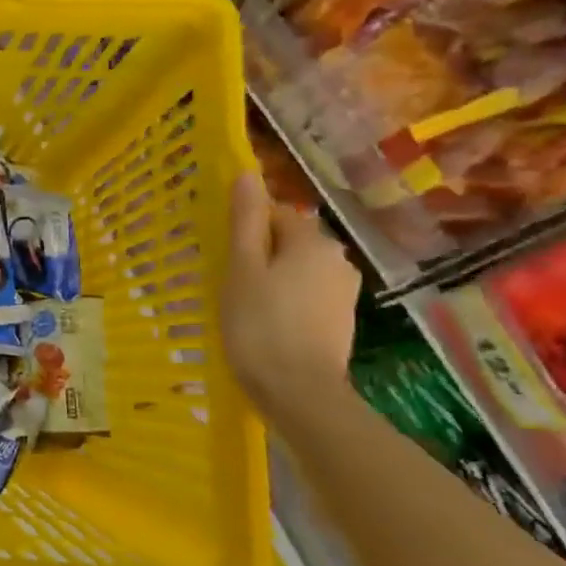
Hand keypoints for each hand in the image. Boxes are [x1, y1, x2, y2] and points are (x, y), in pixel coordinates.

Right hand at [223, 173, 359, 414]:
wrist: (299, 391)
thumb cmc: (260, 325)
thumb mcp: (241, 268)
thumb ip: (245, 221)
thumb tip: (247, 174)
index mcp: (312, 241)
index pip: (275, 213)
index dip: (245, 228)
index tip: (221, 252)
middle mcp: (337, 259)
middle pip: (289, 241)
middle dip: (260, 252)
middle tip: (227, 279)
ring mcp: (344, 291)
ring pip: (298, 269)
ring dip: (273, 278)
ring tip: (243, 303)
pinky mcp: (342, 320)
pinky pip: (307, 294)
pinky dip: (286, 300)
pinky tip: (266, 322)